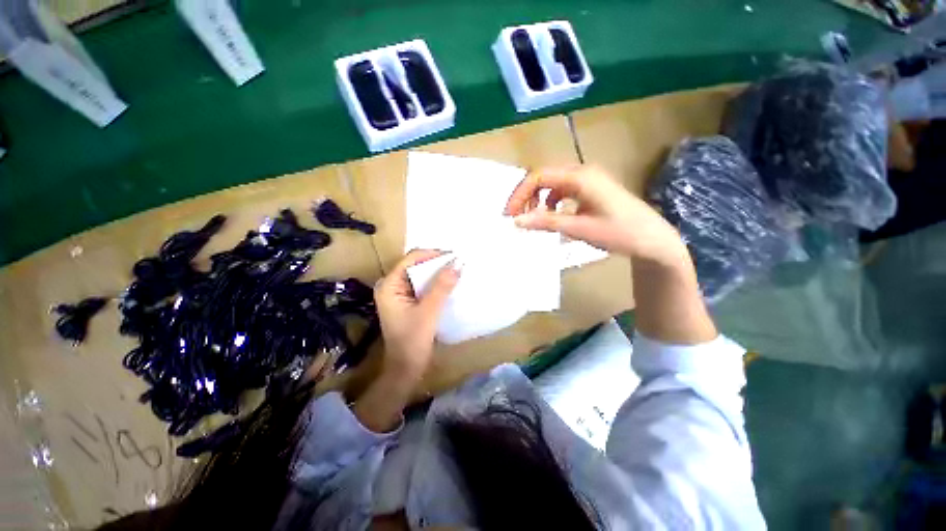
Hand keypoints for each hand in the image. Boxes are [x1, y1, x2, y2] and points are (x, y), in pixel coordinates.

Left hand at [354, 250, 458, 432]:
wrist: (405, 369)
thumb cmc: (412, 341)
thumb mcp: (429, 312)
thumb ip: (442, 287)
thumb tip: (458, 263)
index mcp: (389, 285)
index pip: (411, 259)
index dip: (432, 254)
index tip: (454, 255)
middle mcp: (391, 286)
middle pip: (415, 265)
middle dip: (436, 263)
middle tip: (458, 262)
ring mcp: (399, 295)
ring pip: (420, 276)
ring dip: (437, 273)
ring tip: (457, 270)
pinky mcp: (408, 303)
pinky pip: (422, 286)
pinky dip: (436, 284)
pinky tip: (449, 283)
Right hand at [505, 165, 687, 266]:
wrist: (652, 239)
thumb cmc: (618, 232)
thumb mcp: (578, 228)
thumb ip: (546, 222)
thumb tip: (517, 221)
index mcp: (580, 177)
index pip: (539, 177)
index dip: (520, 194)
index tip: (510, 215)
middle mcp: (582, 172)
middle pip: (544, 177)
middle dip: (526, 196)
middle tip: (517, 217)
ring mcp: (588, 179)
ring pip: (552, 183)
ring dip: (538, 198)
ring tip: (533, 217)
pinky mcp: (591, 189)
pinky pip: (563, 190)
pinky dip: (552, 201)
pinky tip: (553, 215)